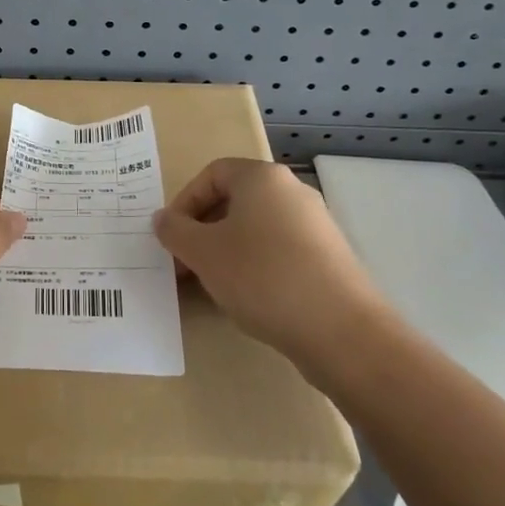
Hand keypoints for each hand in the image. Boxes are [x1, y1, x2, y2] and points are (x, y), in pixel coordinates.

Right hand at [153, 158, 381, 372]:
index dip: (184, 202)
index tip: (173, 237)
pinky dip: (256, 266)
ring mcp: (316, 225)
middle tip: (186, 264)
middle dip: (203, 230)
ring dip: (227, 251)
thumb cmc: (262, 277)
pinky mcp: (330, 258)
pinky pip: (280, 251)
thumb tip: (162, 219)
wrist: (342, 331)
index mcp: (262, 178)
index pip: (212, 174)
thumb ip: (175, 231)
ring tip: (213, 285)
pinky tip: (249, 298)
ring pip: (257, 228)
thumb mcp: (203, 253)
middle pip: (235, 200)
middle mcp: (292, 191)